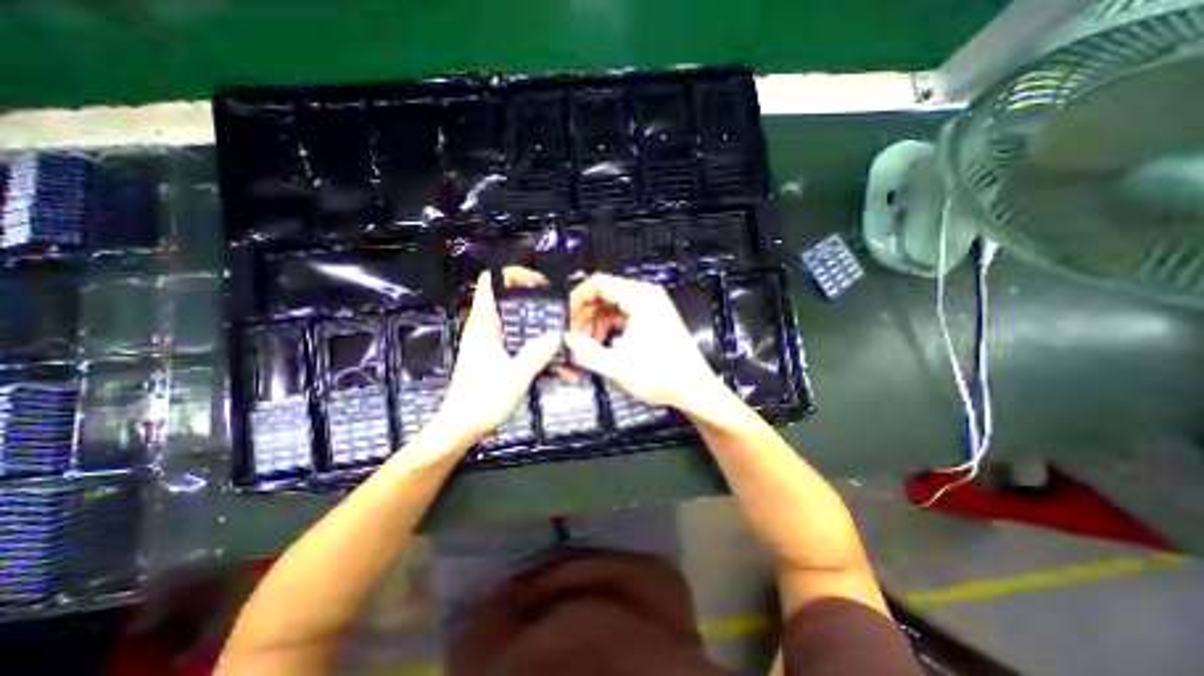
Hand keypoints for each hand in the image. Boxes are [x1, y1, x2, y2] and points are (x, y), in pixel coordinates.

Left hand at [437, 269, 560, 442]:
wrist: (459, 427)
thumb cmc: (482, 401)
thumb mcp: (515, 378)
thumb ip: (536, 355)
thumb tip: (557, 335)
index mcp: (483, 326)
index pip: (489, 284)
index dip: (510, 274)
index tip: (537, 281)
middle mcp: (482, 328)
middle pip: (503, 297)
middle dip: (527, 295)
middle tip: (553, 302)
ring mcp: (485, 341)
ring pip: (508, 316)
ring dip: (529, 315)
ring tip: (554, 322)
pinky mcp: (489, 354)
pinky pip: (510, 334)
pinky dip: (526, 333)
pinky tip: (544, 346)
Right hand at [569, 274, 729, 416]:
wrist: (695, 388)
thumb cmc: (661, 376)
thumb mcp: (617, 366)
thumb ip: (586, 351)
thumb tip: (566, 339)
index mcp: (639, 297)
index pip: (597, 283)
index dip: (576, 300)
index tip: (566, 320)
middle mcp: (646, 295)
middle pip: (604, 292)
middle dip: (585, 313)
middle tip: (573, 336)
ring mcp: (651, 306)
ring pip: (612, 304)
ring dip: (595, 321)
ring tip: (587, 343)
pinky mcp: (653, 317)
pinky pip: (623, 313)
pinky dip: (609, 325)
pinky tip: (603, 344)